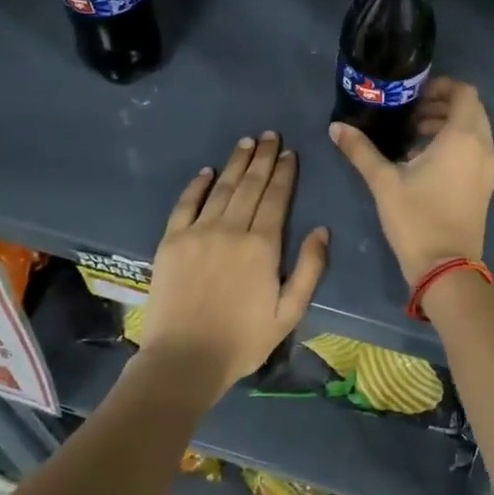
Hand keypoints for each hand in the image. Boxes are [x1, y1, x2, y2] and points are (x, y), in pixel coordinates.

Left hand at [137, 132, 329, 397]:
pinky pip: (186, 204)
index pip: (277, 198)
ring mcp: (198, 232)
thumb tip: (322, 230)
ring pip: (222, 188)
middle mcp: (231, 229)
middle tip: (270, 136)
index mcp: (263, 245)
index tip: (290, 153)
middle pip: (250, 185)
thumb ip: (310, 269)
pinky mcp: (171, 241)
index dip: (285, 173)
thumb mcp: (290, 312)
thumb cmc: (243, 341)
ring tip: (247, 143)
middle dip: (263, 158)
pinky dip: (197, 185)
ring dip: (236, 163)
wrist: (184, 359)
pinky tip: (207, 171)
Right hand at [329, 77, 493, 285]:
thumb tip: (336, 127)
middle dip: (441, 106)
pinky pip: (475, 151)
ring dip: (447, 126)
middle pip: (470, 110)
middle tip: (408, 115)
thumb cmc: (416, 218)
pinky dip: (455, 145)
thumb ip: (361, 150)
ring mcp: (488, 168)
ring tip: (411, 138)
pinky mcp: (485, 186)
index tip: (413, 96)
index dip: (441, 87)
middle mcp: (483, 147)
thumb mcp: (383, 181)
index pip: (465, 92)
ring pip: (474, 132)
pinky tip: (424, 161)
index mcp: (464, 137)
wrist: (446, 268)